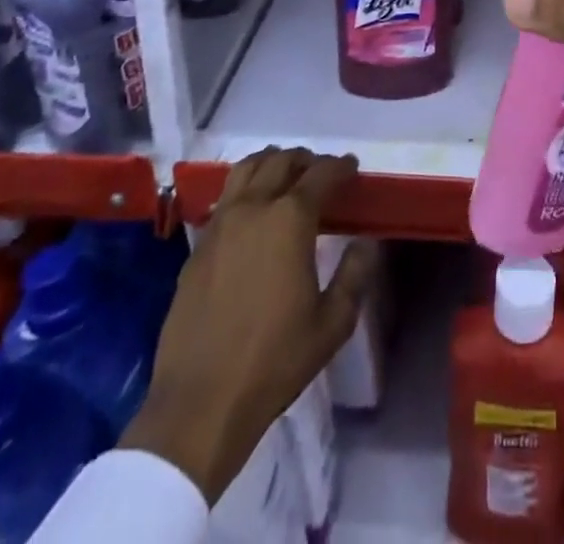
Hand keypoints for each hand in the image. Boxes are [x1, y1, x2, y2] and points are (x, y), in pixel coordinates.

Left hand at [121, 148, 378, 499]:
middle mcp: (253, 208)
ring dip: (271, 163)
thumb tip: (365, 242)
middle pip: (281, 161)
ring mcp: (220, 224)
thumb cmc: (275, 361)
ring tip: (286, 176)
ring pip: (246, 169)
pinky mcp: (198, 246)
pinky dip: (245, 188)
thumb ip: (355, 274)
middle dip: (306, 159)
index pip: (321, 174)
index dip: (340, 166)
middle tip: (321, 171)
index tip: (352, 167)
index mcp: (290, 219)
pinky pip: (225, 197)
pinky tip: (253, 211)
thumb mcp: (333, 323)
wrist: (200, 403)